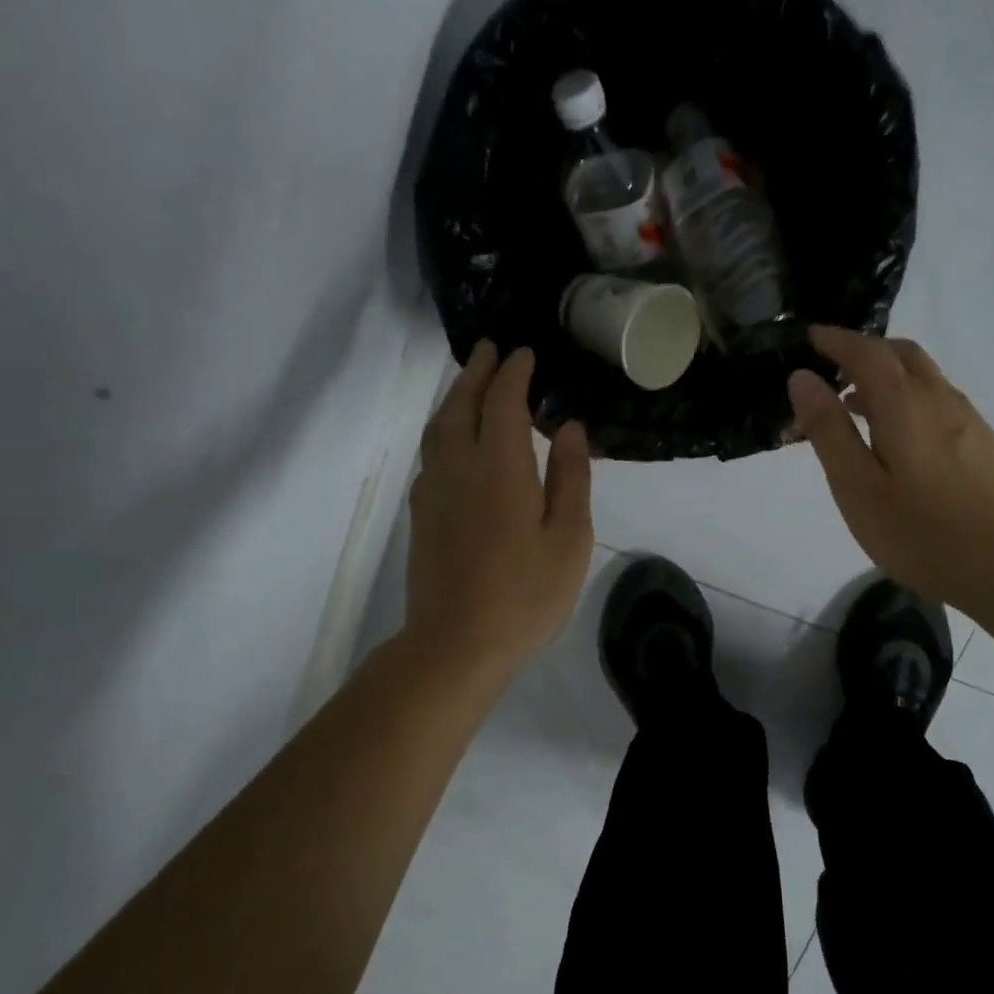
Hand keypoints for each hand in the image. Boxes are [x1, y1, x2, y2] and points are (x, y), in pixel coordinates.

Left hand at [405, 342, 592, 677]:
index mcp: (500, 468)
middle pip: (462, 405)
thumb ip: (572, 477)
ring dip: (455, 398)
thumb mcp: (569, 538)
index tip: (525, 353)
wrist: (456, 644)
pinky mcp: (422, 515)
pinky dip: (444, 429)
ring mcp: (433, 491)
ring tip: (471, 384)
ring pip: (439, 428)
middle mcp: (459, 468)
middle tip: (490, 349)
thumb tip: (571, 427)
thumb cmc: (525, 594)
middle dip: (476, 372)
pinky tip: (455, 441)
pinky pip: (431, 453)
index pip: (504, 402)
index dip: (514, 373)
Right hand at [788, 327, 993, 611]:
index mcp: (904, 404)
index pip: (866, 352)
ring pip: (925, 377)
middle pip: (902, 354)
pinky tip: (901, 437)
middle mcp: (940, 399)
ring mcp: (969, 420)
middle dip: (865, 351)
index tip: (810, 337)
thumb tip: (803, 378)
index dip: (836, 340)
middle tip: (832, 369)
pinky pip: (940, 401)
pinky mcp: (984, 444)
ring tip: (858, 405)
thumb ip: (829, 430)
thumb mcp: (857, 486)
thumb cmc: (920, 532)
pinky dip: (910, 398)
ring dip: (888, 376)